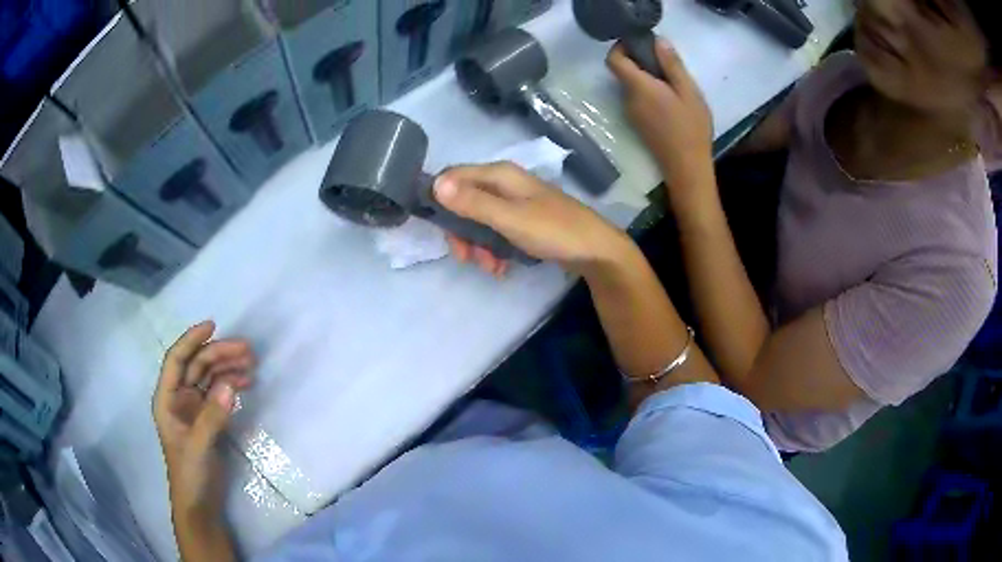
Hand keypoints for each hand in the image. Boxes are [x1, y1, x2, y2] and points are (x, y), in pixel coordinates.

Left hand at [153, 321, 253, 519]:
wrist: (199, 504)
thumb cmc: (189, 474)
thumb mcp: (198, 446)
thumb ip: (212, 417)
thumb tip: (231, 385)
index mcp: (167, 399)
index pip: (177, 360)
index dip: (191, 340)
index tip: (213, 326)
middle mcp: (179, 398)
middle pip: (197, 365)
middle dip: (219, 354)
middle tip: (247, 351)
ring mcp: (194, 409)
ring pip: (210, 377)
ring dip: (228, 368)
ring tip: (251, 364)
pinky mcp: (208, 420)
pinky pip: (219, 394)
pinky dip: (232, 385)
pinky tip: (246, 383)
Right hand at [433, 163, 630, 274]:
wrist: (596, 251)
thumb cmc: (554, 231)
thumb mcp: (510, 218)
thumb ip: (473, 203)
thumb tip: (436, 184)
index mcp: (500, 175)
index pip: (454, 176)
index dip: (440, 199)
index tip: (437, 229)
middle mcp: (505, 184)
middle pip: (465, 201)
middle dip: (461, 231)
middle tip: (464, 256)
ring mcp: (516, 203)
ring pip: (480, 221)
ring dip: (478, 245)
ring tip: (489, 267)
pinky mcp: (524, 222)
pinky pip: (497, 233)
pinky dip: (494, 250)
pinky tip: (500, 268)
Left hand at [607, 39, 715, 210]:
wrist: (686, 168)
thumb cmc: (691, 128)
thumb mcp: (689, 92)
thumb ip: (672, 65)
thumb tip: (658, 41)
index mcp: (638, 87)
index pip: (613, 60)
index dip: (621, 47)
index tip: (639, 43)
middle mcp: (627, 98)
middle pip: (623, 72)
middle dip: (639, 61)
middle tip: (665, 62)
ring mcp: (630, 113)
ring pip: (632, 86)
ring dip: (647, 78)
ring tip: (672, 82)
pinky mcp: (637, 124)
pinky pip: (638, 98)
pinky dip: (649, 92)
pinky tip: (670, 99)